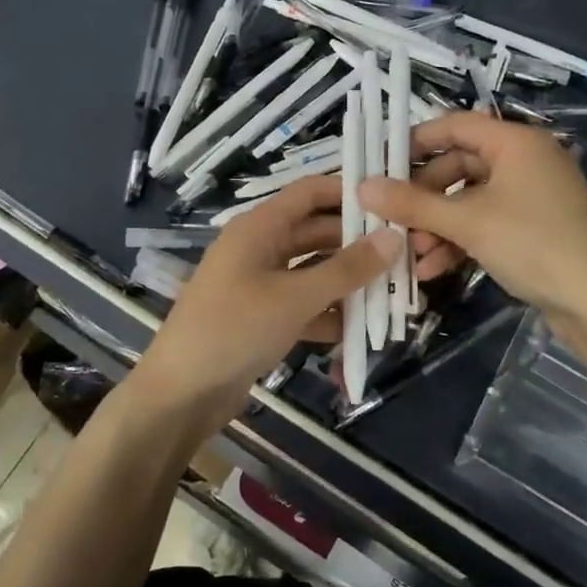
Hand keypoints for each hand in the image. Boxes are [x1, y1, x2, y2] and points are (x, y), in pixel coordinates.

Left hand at [133, 175, 400, 432]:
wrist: (181, 394)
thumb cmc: (234, 329)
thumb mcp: (295, 297)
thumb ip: (347, 268)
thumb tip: (395, 237)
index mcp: (259, 228)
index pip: (310, 193)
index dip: (349, 192)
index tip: (393, 202)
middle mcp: (260, 248)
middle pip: (317, 232)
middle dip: (358, 243)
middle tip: (405, 253)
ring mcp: (260, 284)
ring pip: (314, 271)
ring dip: (348, 282)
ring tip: (395, 290)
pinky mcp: (263, 318)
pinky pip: (305, 304)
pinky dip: (330, 313)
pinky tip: (363, 328)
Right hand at [359, 111, 586, 340]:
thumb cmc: (533, 245)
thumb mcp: (467, 223)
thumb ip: (413, 203)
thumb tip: (362, 187)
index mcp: (516, 143)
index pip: (456, 126)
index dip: (416, 141)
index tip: (381, 163)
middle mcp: (525, 161)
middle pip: (459, 166)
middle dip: (424, 197)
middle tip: (393, 218)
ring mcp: (531, 196)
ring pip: (470, 200)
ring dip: (438, 225)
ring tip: (412, 253)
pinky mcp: (534, 228)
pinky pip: (486, 223)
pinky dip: (460, 241)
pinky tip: (434, 269)